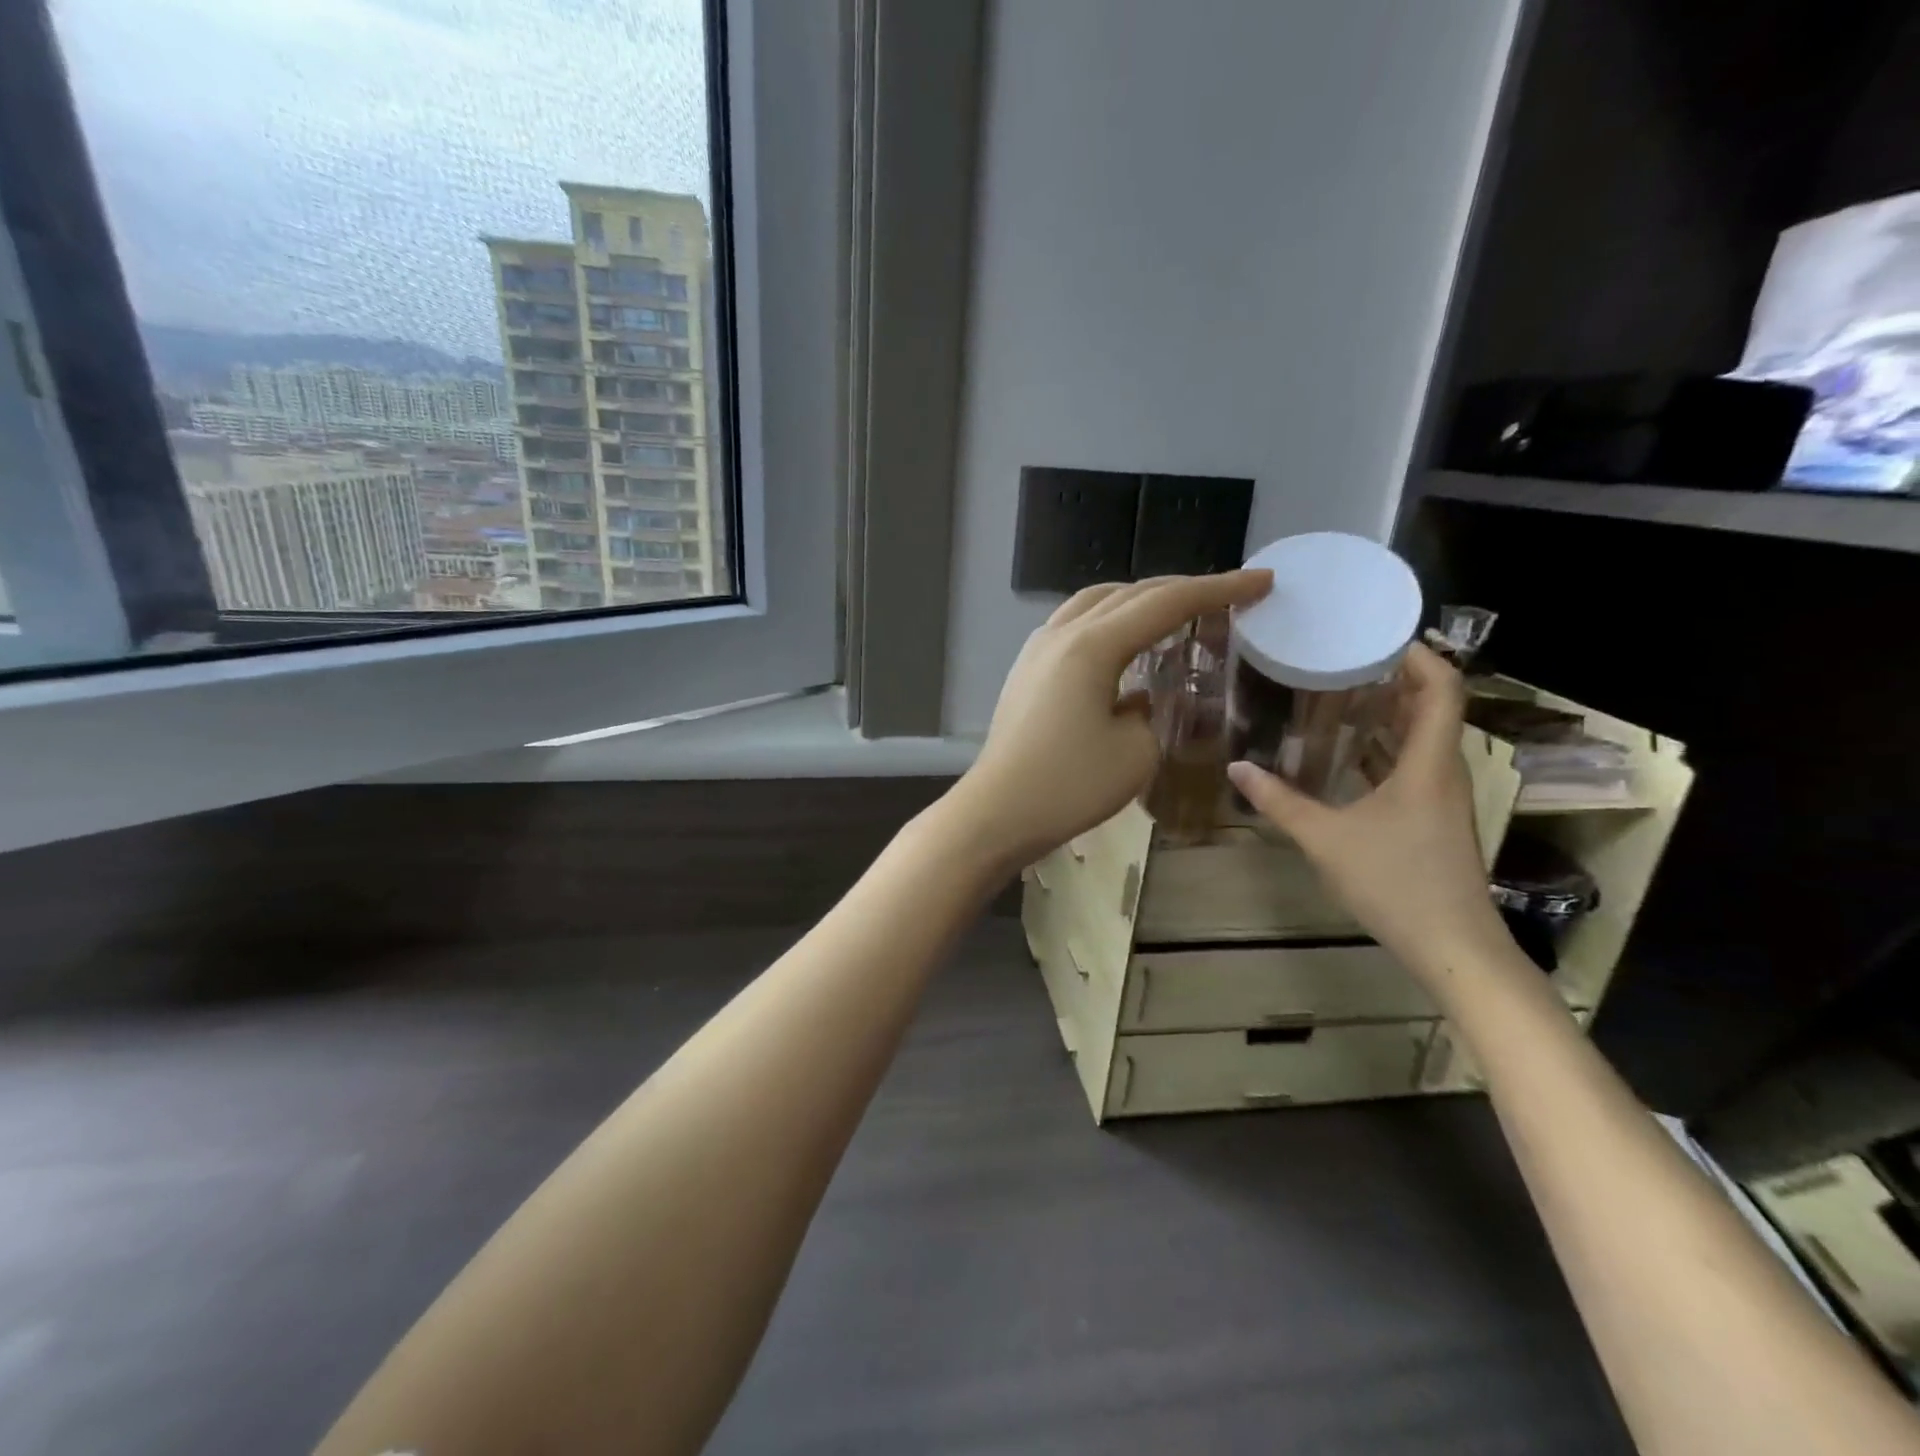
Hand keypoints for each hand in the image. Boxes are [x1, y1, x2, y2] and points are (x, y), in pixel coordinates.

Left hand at [953, 571, 1272, 868]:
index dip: (1218, 589)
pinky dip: (1108, 620)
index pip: (1166, 603)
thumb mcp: (1135, 753)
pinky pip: (1074, 624)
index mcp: (1093, 646)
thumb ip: (1150, 712)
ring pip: (1096, 602)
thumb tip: (1137, 698)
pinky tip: (1123, 643)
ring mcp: (1037, 649)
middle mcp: (1062, 633)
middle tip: (1226, 595)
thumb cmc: (1069, 787)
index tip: (1260, 582)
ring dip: (1139, 600)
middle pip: (1130, 593)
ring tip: (1175, 612)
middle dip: (1182, 589)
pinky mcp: (1026, 669)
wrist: (998, 812)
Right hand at [1226, 643, 1510, 981]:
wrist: (1454, 947)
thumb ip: (1280, 801)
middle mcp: (1443, 770)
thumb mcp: (1326, 839)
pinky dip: (1383, 747)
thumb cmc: (1396, 882)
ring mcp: (1441, 796)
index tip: (1376, 634)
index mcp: (1429, 763)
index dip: (1418, 654)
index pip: (1442, 687)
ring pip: (1421, 736)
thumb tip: (1237, 768)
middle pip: (1431, 706)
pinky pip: (1412, 764)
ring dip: (1388, 712)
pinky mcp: (1433, 817)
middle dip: (1394, 676)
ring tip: (1338, 693)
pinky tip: (1344, 752)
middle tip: (1343, 657)